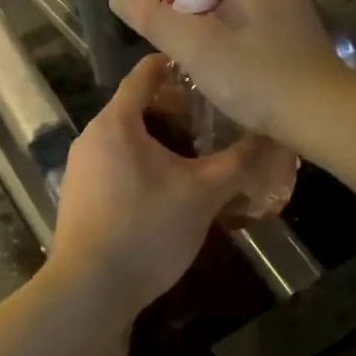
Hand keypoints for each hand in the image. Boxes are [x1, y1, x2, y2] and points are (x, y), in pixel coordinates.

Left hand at [50, 54, 260, 314]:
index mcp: (116, 122)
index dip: (177, 65)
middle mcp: (92, 136)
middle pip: (137, 105)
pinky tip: (171, 187)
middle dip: (176, 108)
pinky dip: (145, 162)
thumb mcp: (202, 195)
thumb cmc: (146, 230)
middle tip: (215, 118)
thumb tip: (274, 138)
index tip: (209, 69)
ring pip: (128, 137)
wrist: (89, 290)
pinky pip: (117, 162)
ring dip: (162, 139)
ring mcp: (82, 166)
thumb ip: (239, 163)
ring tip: (200, 153)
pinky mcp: (81, 194)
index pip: (145, 73)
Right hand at [109, 0, 344, 143]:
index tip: (158, 3)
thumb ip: (151, 18)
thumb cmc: (255, 75)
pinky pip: (253, 10)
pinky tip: (225, 59)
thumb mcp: (193, 46)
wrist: (323, 113)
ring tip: (194, 48)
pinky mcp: (297, 23)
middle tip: (173, 30)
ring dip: (207, 14)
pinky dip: (230, 25)